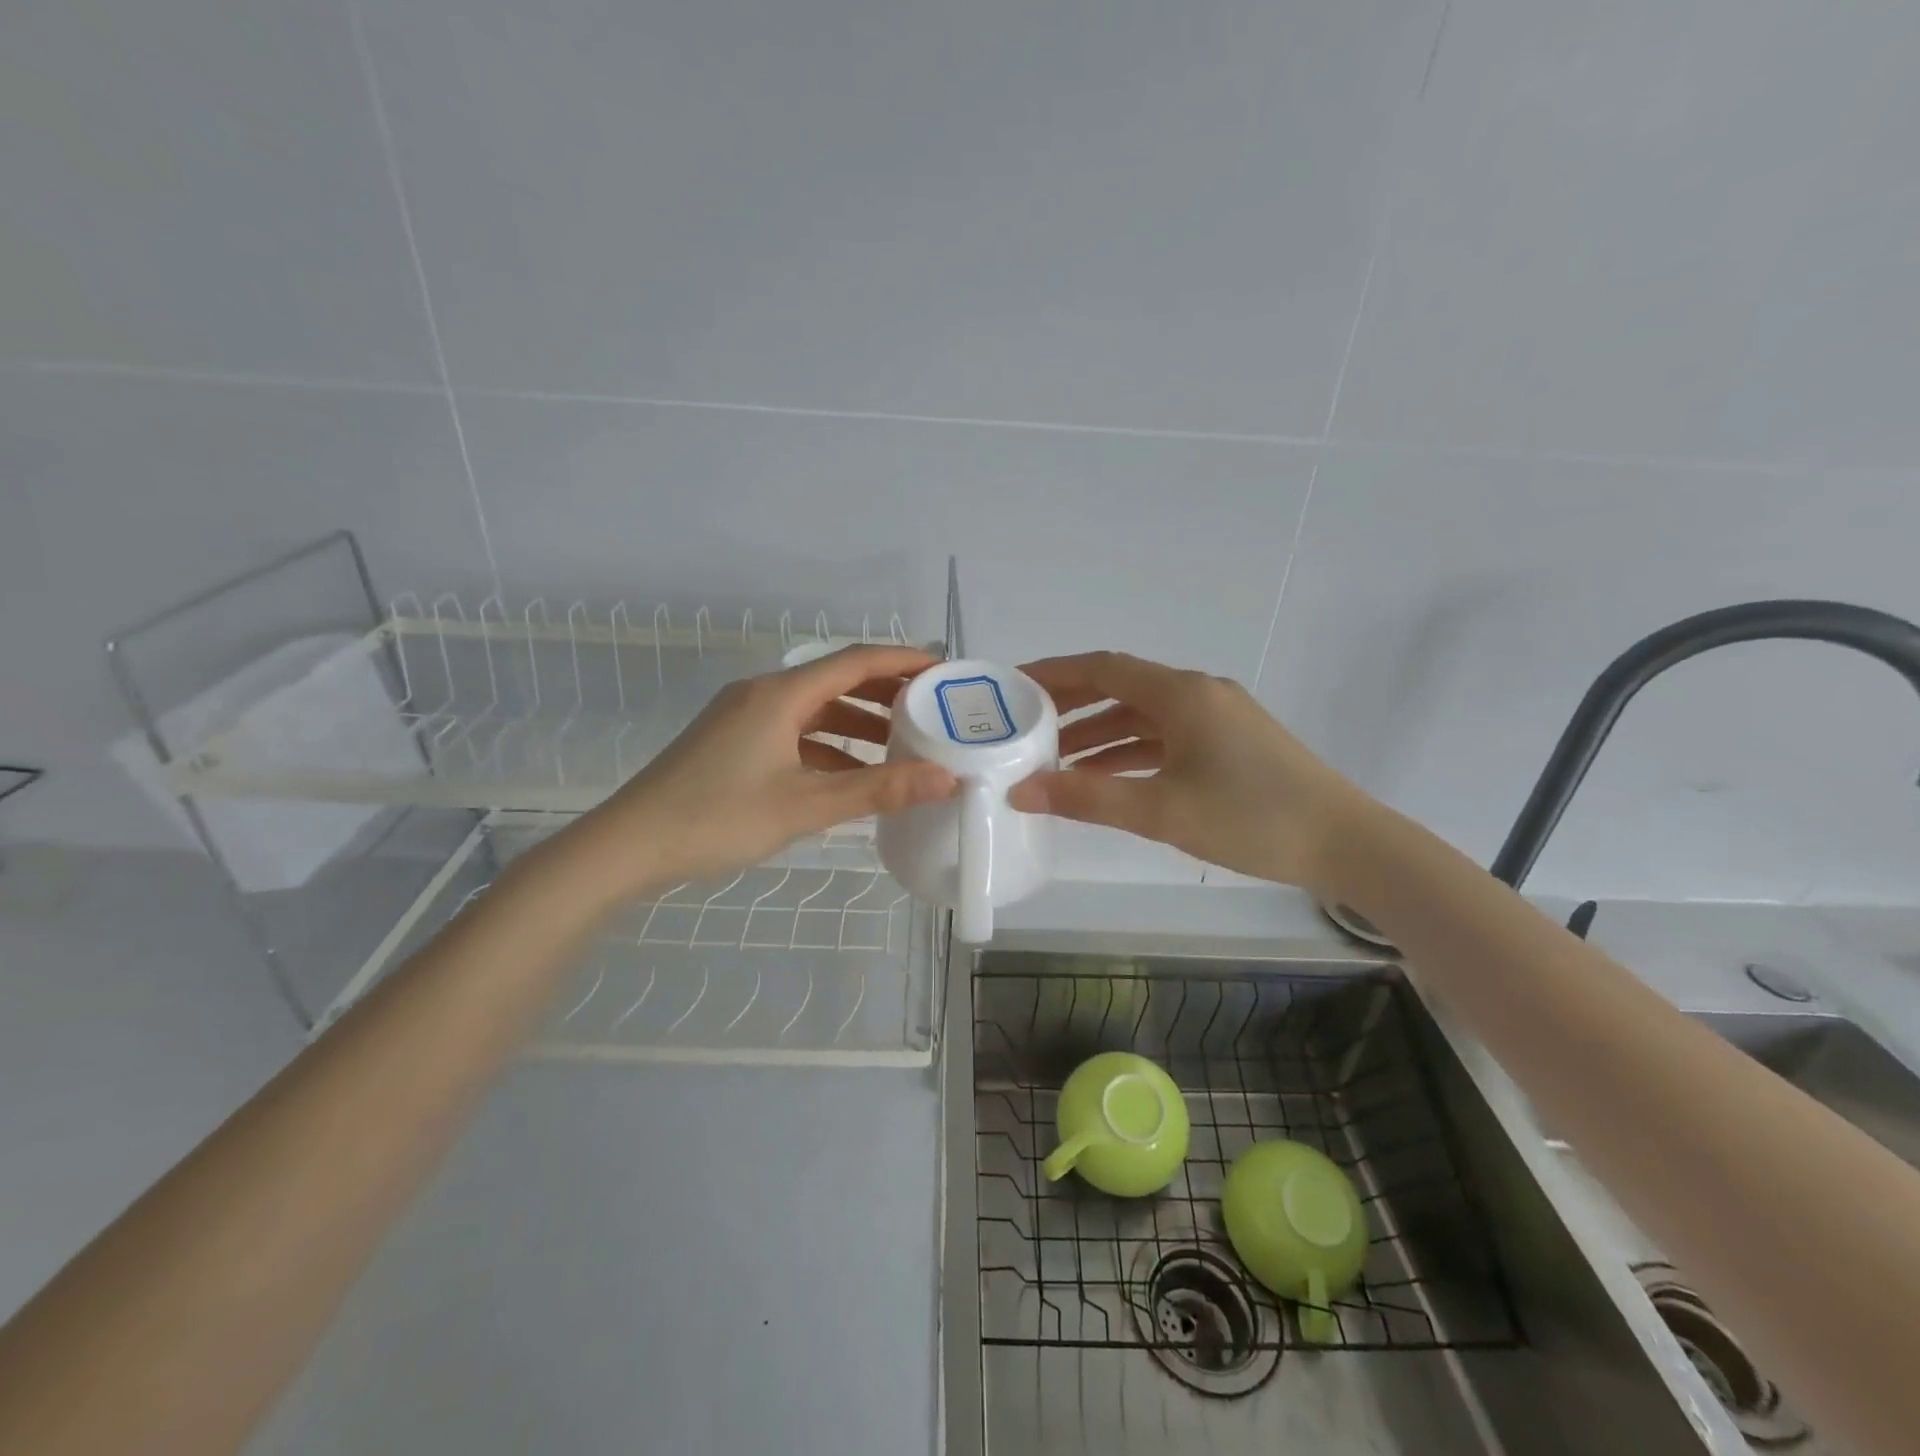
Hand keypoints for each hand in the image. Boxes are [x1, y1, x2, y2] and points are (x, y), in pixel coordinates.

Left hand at [564, 645, 955, 898]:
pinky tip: (851, 776)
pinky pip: (794, 734)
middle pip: (836, 681)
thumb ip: (878, 790)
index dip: (902, 659)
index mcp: (780, 695)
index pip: (855, 661)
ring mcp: (744, 718)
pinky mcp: (733, 743)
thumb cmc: (718, 818)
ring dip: (857, 724)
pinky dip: (827, 748)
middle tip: (932, 708)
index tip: (944, 669)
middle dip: (885, 692)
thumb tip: (946, 778)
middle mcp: (762, 694)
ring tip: (902, 744)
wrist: (628, 846)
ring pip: (814, 711)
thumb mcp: (806, 806)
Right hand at [1008, 652, 1371, 893]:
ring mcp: (1217, 718)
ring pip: (1142, 717)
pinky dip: (1130, 753)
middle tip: (1023, 725)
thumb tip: (1020, 791)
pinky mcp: (1229, 744)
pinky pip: (1165, 738)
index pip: (1103, 667)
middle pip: (1120, 688)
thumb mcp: (1162, 811)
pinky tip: (1105, 778)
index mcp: (1182, 694)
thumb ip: (1087, 799)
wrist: (1346, 843)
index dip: (1054, 672)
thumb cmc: (1252, 818)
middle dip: (1070, 706)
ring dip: (1099, 735)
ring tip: (1054, 761)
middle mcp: (1198, 694)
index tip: (1012, 684)